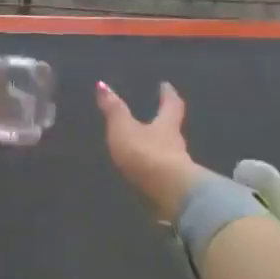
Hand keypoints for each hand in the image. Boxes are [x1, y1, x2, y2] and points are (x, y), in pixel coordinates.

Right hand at [95, 80, 212, 221]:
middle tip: (157, 115)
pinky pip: (163, 173)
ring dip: (159, 147)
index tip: (166, 86)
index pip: (171, 105)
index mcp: (167, 125)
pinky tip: (148, 173)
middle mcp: (176, 143)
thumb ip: (113, 110)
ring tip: (147, 145)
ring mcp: (177, 166)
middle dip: (164, 122)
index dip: (168, 95)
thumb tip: (102, 85)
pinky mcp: (172, 187)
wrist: (168, 193)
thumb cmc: (146, 154)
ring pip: (169, 152)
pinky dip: (156, 169)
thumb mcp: (124, 129)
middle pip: (172, 129)